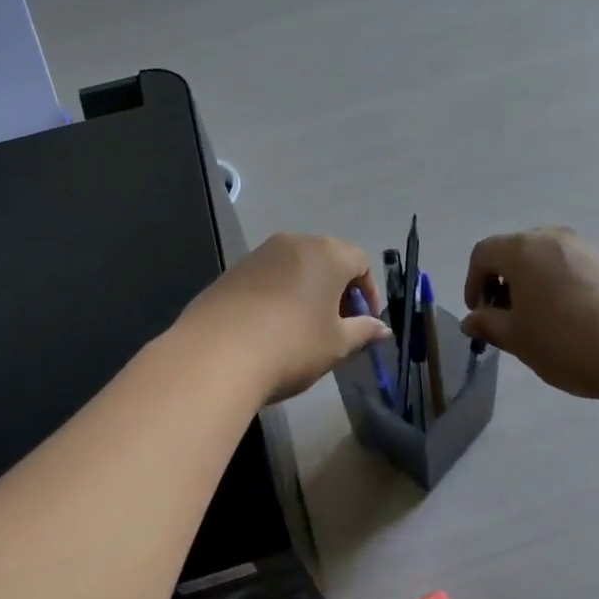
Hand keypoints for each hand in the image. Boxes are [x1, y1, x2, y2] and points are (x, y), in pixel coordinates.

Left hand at [179, 233, 390, 405]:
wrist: (215, 355)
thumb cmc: (292, 345)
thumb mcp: (337, 344)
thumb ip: (363, 331)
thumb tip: (382, 328)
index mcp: (326, 253)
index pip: (360, 261)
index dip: (368, 292)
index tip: (365, 322)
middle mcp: (293, 243)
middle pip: (327, 260)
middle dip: (338, 291)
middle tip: (339, 327)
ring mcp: (258, 255)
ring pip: (295, 268)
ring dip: (307, 292)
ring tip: (305, 330)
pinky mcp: (231, 272)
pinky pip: (268, 279)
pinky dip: (279, 296)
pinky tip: (272, 329)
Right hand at [462, 227, 598, 399]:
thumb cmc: (564, 340)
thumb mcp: (517, 338)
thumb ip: (489, 325)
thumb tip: (472, 320)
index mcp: (522, 250)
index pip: (483, 254)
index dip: (473, 282)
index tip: (479, 313)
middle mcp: (553, 238)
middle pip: (515, 251)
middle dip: (503, 281)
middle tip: (505, 316)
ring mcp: (586, 248)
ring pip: (545, 259)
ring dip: (532, 283)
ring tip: (538, 321)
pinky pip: (572, 268)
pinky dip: (559, 286)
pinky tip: (569, 320)